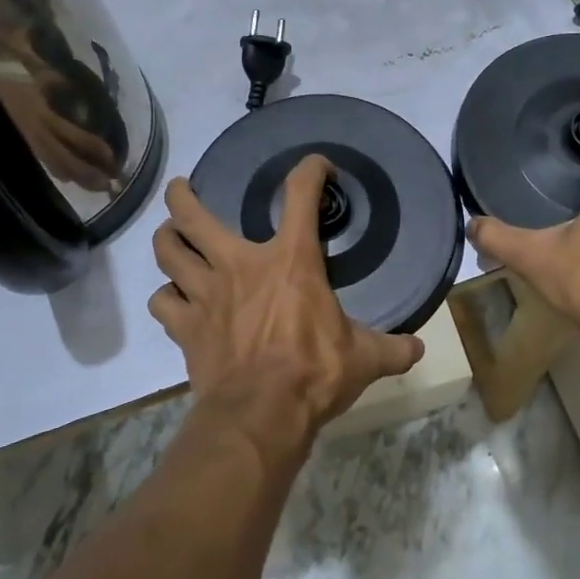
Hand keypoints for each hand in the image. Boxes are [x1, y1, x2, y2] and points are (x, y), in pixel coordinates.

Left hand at [149, 155, 424, 454]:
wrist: (262, 413)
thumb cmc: (315, 373)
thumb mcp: (364, 358)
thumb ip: (392, 348)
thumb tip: (417, 348)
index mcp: (291, 262)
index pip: (301, 197)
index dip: (309, 171)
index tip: (316, 165)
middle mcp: (239, 265)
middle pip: (193, 215)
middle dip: (183, 196)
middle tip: (182, 190)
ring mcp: (205, 295)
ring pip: (167, 251)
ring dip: (166, 240)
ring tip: (170, 237)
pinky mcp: (185, 327)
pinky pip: (162, 302)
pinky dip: (166, 298)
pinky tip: (173, 302)